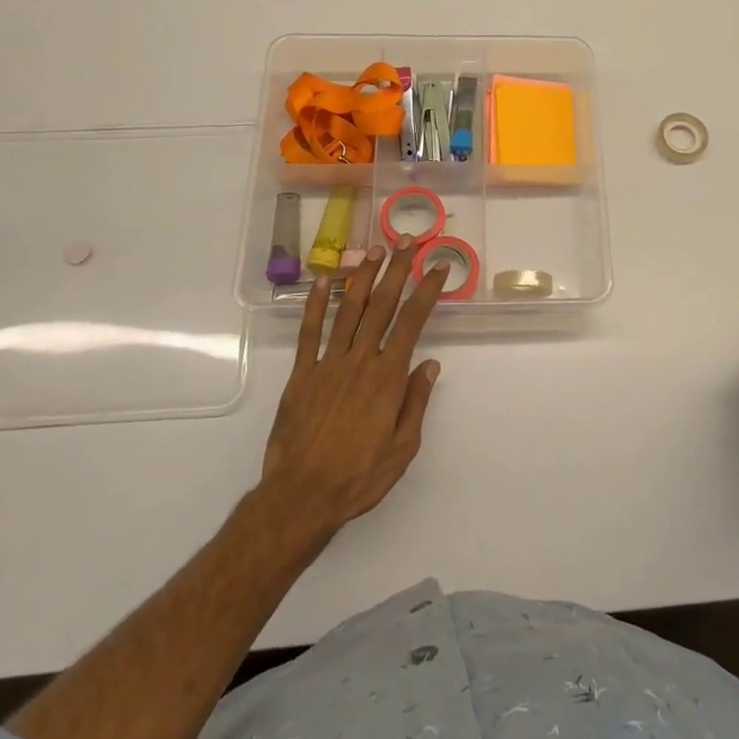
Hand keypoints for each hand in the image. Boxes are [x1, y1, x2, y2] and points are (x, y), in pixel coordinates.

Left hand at [259, 241, 443, 540]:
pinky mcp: (302, 374)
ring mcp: (327, 364)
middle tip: (406, 242)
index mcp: (387, 377)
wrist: (301, 496)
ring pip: (348, 310)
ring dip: (362, 277)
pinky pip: (309, 332)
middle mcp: (360, 360)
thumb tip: (430, 364)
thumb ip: (415, 402)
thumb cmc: (359, 476)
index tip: (437, 268)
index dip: (426, 291)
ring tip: (373, 250)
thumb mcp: (402, 448)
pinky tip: (323, 281)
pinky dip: (316, 304)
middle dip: (396, 270)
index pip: (412, 322)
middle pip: (382, 305)